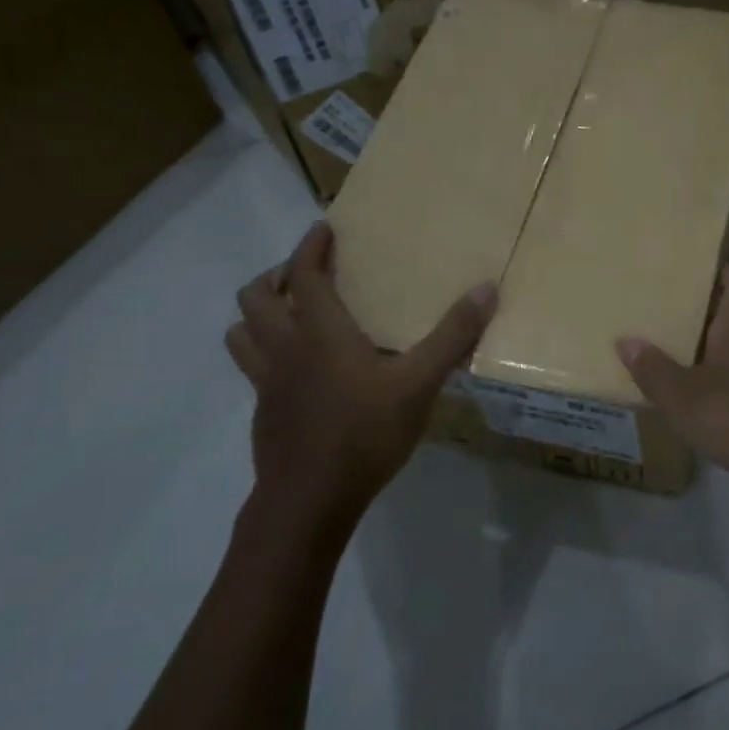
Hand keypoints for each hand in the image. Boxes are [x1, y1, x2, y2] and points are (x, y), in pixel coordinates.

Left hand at [226, 222, 496, 557]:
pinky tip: (299, 370)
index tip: (324, 229)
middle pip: (256, 297)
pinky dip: (266, 351)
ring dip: (260, 313)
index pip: (303, 274)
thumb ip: (452, 336)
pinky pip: (252, 366)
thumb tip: (487, 289)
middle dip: (277, 276)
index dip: (311, 247)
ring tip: (291, 315)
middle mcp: (284, 349)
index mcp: (319, 333)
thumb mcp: (420, 384)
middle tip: (308, 275)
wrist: (310, 501)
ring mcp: (266, 382)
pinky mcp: (264, 411)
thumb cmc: (365, 434)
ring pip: (241, 332)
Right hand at [615, 266, 728, 487]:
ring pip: (728, 352)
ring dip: (702, 348)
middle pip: (728, 317)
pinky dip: (709, 382)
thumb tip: (625, 340)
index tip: (696, 263)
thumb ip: (653, 368)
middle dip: (700, 310)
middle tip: (662, 305)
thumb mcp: (682, 393)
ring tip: (664, 346)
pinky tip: (685, 393)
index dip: (721, 270)